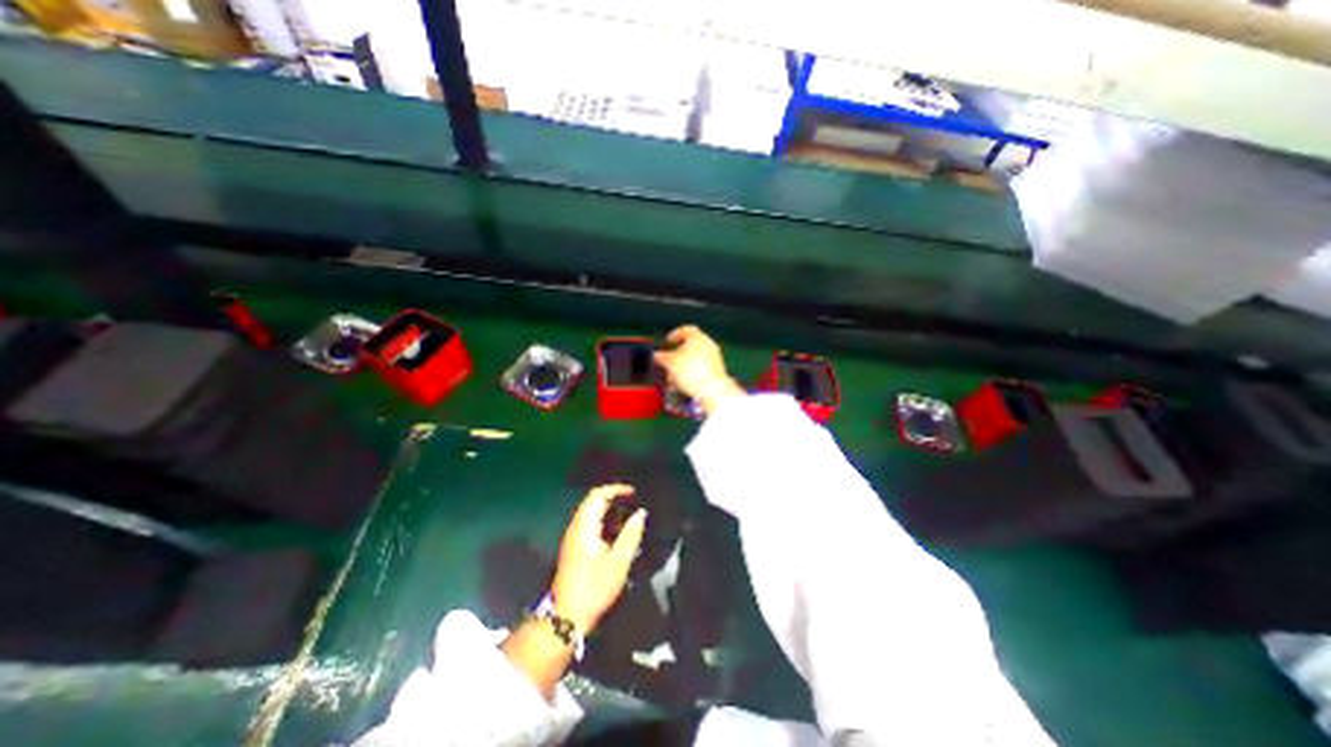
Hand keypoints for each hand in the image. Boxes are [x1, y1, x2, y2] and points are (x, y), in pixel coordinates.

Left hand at [548, 483, 647, 635]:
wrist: (567, 617)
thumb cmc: (594, 589)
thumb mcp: (618, 562)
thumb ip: (631, 534)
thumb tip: (641, 512)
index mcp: (584, 526)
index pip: (598, 495)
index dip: (617, 489)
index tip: (635, 493)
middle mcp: (576, 527)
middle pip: (594, 501)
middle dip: (615, 497)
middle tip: (635, 501)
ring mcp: (574, 537)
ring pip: (593, 512)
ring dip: (611, 509)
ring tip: (631, 514)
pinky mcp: (576, 547)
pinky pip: (592, 524)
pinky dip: (606, 521)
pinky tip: (620, 530)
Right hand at [653, 324, 747, 416]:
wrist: (712, 390)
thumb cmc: (690, 371)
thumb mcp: (670, 363)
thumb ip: (662, 357)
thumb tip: (657, 355)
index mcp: (697, 337)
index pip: (686, 329)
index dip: (674, 334)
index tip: (667, 342)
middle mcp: (708, 344)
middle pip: (690, 346)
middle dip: (676, 356)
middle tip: (667, 364)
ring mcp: (714, 357)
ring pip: (694, 359)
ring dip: (682, 367)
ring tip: (673, 380)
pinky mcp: (717, 370)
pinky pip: (701, 368)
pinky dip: (691, 373)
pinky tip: (683, 384)